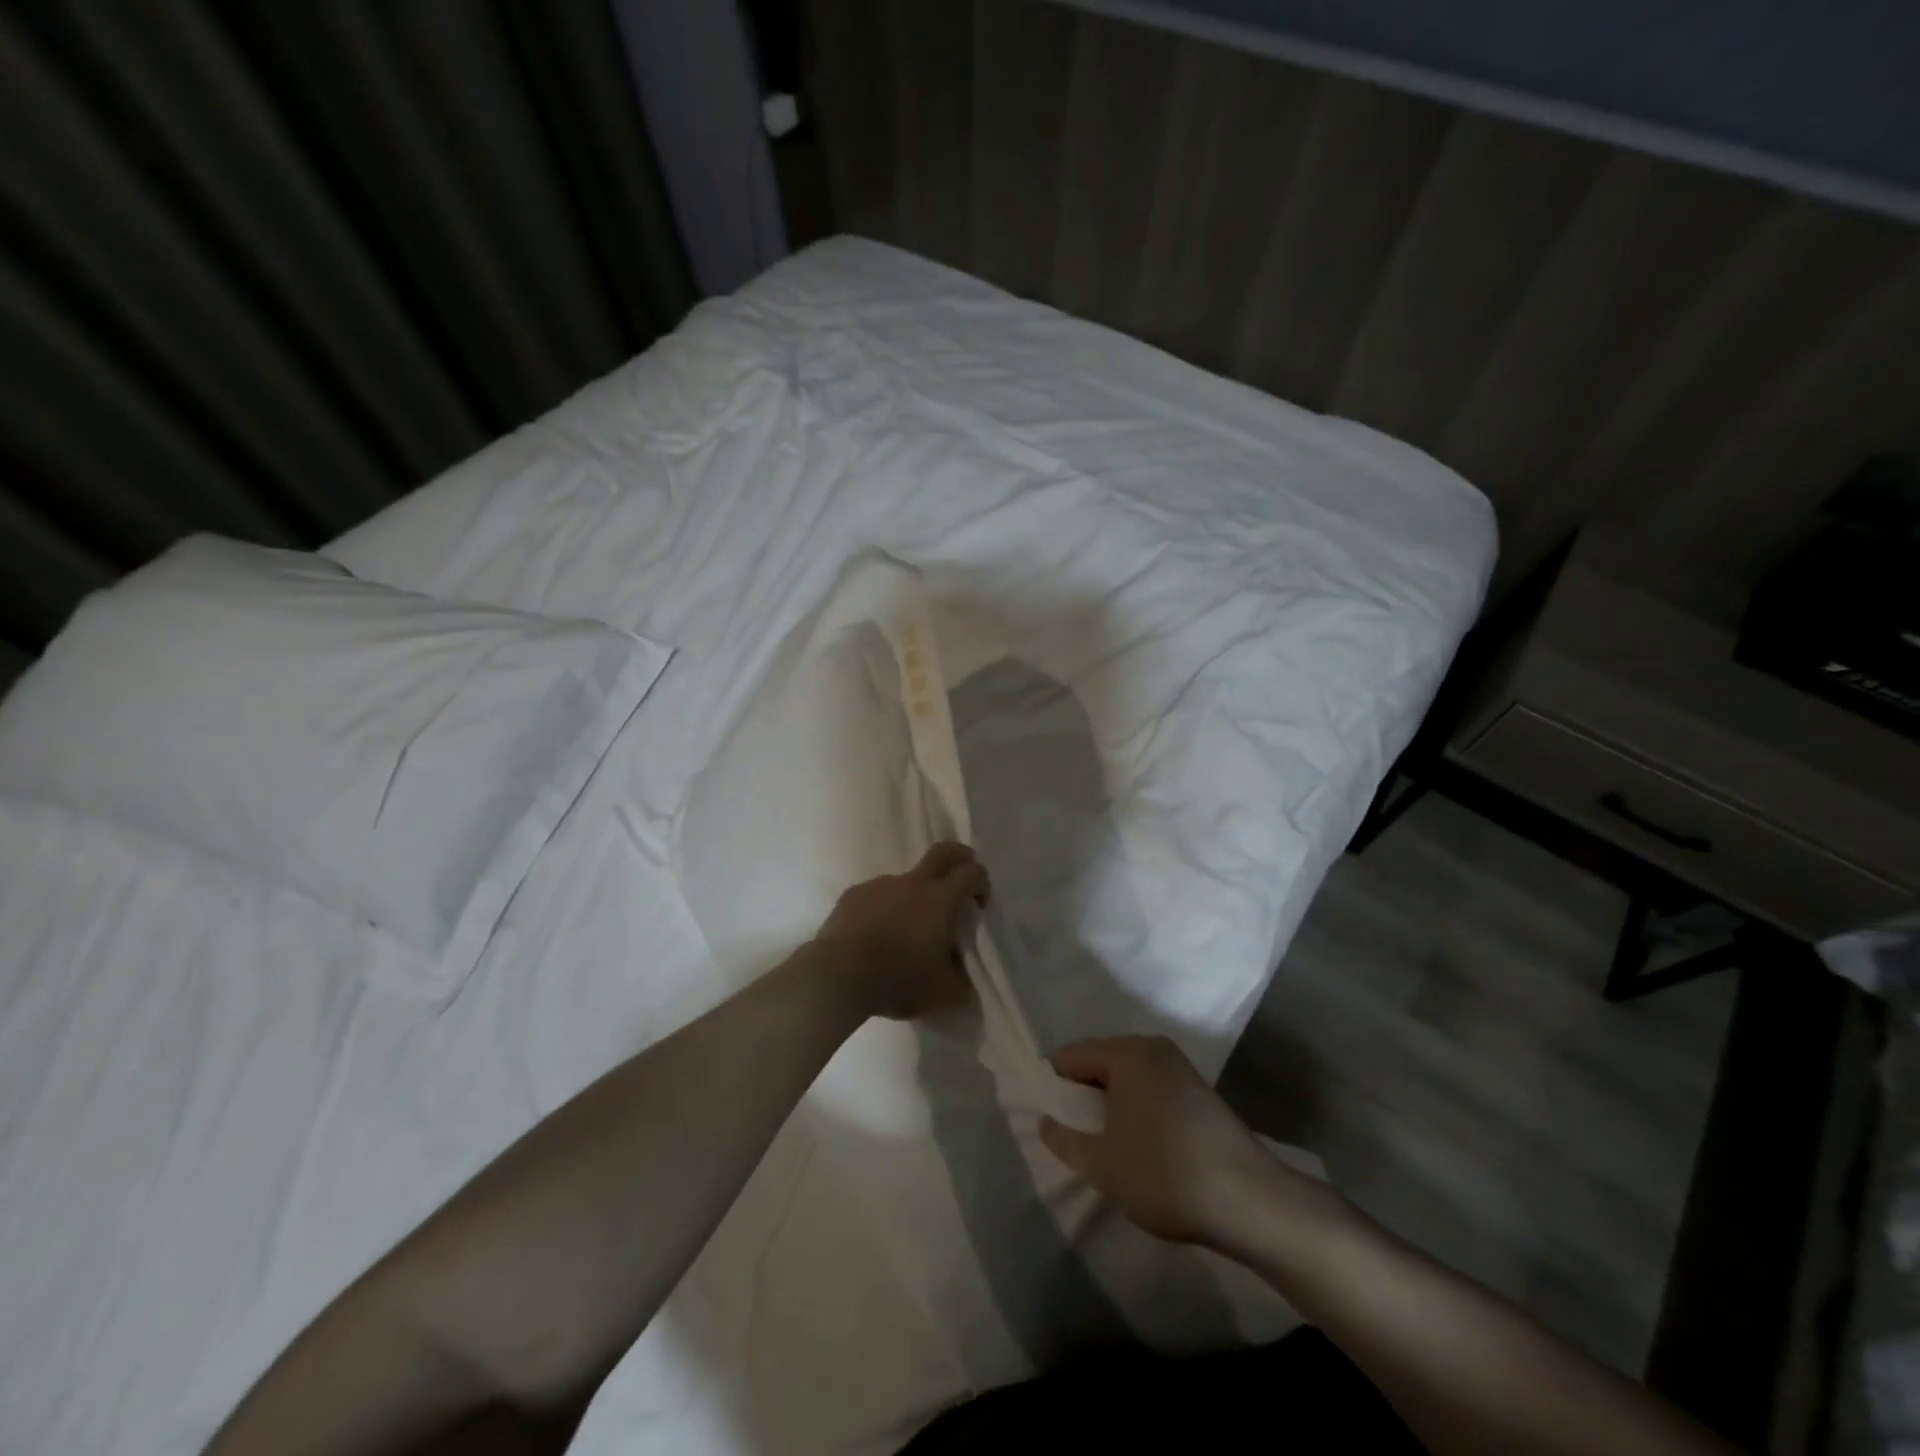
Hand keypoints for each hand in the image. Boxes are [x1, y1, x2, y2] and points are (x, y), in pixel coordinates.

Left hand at [811, 842, 987, 1021]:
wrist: (838, 976)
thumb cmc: (898, 980)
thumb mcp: (943, 994)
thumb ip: (963, 983)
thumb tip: (967, 981)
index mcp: (941, 899)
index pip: (973, 872)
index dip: (982, 884)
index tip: (978, 906)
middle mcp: (913, 883)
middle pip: (944, 852)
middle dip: (960, 859)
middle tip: (959, 885)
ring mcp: (880, 885)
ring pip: (906, 880)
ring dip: (914, 897)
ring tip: (906, 934)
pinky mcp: (853, 894)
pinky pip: (877, 896)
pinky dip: (884, 910)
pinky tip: (876, 937)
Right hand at [1038, 1036, 1305, 1249]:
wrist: (1250, 1201)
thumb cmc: (1165, 1174)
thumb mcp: (1102, 1164)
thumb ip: (1065, 1140)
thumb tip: (1045, 1121)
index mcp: (1127, 1053)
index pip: (1070, 1056)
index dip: (1052, 1087)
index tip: (1048, 1121)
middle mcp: (1153, 1048)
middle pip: (1099, 1062)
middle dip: (1082, 1097)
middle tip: (1073, 1137)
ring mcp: (1179, 1068)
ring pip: (1126, 1078)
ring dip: (1109, 1106)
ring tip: (1103, 1146)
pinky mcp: (1198, 1091)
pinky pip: (1149, 1089)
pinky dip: (1135, 1110)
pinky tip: (1137, 1146)